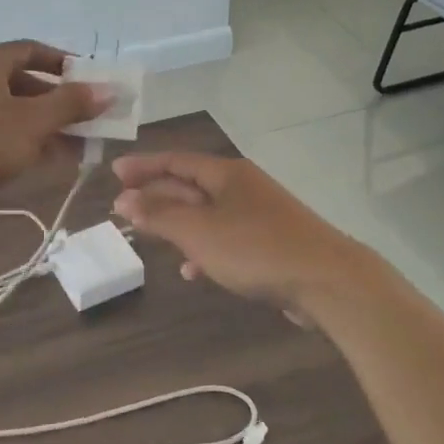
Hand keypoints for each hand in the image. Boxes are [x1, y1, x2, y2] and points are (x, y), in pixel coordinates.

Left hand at [0, 41, 109, 209]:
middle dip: (60, 103)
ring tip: (78, 147)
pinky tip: (48, 162)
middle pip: (24, 83)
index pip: (32, 50)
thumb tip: (109, 90)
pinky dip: (24, 142)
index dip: (65, 64)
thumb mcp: (30, 122)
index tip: (92, 81)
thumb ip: (71, 105)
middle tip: (90, 121)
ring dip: (45, 127)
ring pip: (13, 112)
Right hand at [111, 152, 368, 310]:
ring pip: (207, 214)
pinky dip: (204, 249)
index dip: (143, 165)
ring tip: (149, 238)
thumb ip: (159, 215)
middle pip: (190, 185)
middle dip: (156, 196)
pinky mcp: (271, 244)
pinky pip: (226, 238)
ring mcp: (259, 215)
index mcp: (225, 174)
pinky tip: (192, 271)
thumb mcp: (198, 231)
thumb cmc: (256, 248)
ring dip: (176, 224)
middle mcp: (242, 187)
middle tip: (123, 207)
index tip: (114, 172)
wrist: (328, 282)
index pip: (175, 161)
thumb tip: (124, 200)